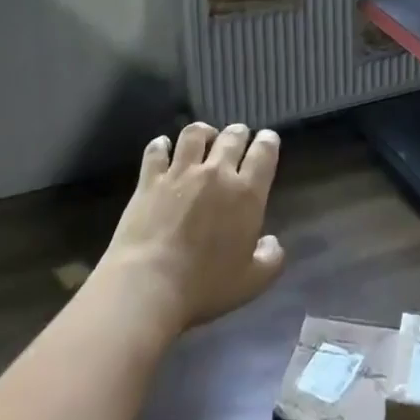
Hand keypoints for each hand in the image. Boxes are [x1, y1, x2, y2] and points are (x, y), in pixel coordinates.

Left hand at [96, 122, 284, 334]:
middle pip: (232, 136)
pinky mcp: (150, 179)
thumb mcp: (252, 282)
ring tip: (204, 138)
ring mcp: (181, 172)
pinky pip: (157, 149)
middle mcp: (217, 173)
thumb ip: (271, 259)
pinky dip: (162, 145)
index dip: (269, 141)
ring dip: (204, 132)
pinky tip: (164, 148)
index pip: (264, 152)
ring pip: (195, 133)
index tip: (268, 140)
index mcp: (246, 193)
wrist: (148, 285)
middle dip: (239, 133)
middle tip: (237, 140)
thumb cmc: (204, 287)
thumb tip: (271, 242)